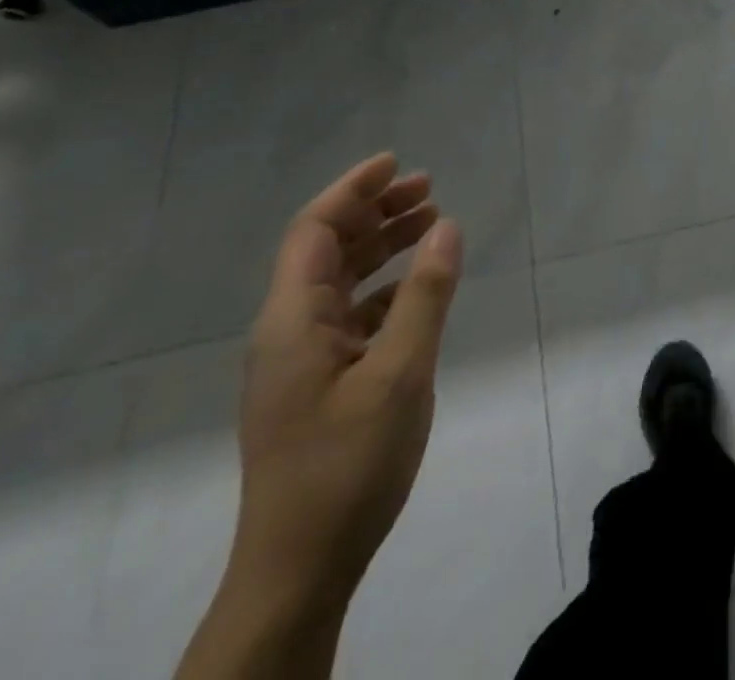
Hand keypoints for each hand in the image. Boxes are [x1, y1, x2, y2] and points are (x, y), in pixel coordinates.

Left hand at [231, 152, 462, 604]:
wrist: (298, 572)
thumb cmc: (346, 465)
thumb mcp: (400, 373)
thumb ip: (425, 294)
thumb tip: (447, 226)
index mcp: (292, 320)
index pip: (315, 229)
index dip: (353, 190)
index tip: (397, 163)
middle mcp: (288, 331)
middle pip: (327, 249)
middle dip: (375, 211)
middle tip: (428, 188)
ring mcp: (300, 361)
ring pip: (340, 281)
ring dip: (382, 247)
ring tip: (430, 223)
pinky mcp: (317, 386)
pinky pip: (351, 316)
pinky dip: (385, 289)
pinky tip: (419, 289)